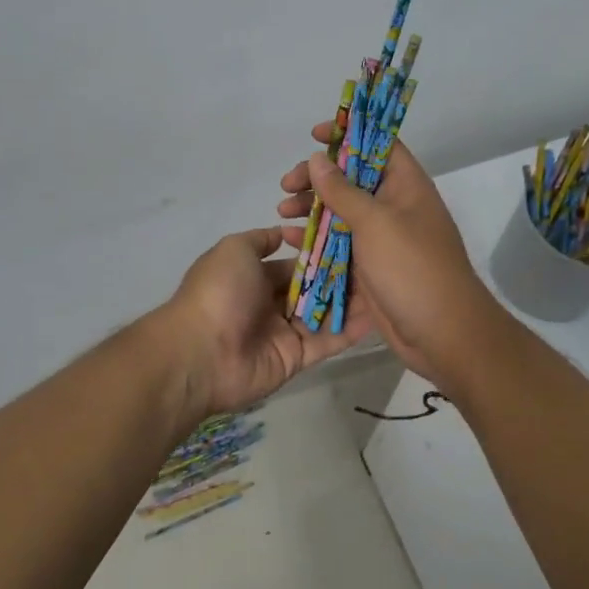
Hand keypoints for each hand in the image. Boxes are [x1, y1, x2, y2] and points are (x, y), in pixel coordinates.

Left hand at [158, 227, 368, 428]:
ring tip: (385, 283)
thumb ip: (261, 240)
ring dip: (351, 300)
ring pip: (323, 312)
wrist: (202, 352)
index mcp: (252, 276)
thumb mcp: (234, 249)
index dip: (319, 252)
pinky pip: (328, 341)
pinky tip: (379, 313)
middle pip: (311, 287)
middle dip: (340, 275)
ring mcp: (284, 332)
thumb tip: (283, 231)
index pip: (294, 262)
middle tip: (378, 260)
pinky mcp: (297, 358)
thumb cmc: (219, 291)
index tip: (352, 238)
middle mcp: (269, 302)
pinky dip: (351, 328)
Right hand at [277, 122, 498, 387]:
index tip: (314, 135)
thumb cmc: (412, 267)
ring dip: (311, 210)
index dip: (348, 134)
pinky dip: (315, 240)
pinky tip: (288, 241)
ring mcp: (382, 239)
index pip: (377, 144)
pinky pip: (338, 245)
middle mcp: (395, 207)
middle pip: (352, 179)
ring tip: (281, 213)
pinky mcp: (370, 267)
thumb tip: (318, 158)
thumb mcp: (374, 222)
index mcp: (406, 186)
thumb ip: (342, 190)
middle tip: (287, 185)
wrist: (443, 333)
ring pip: (341, 213)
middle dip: (318, 179)